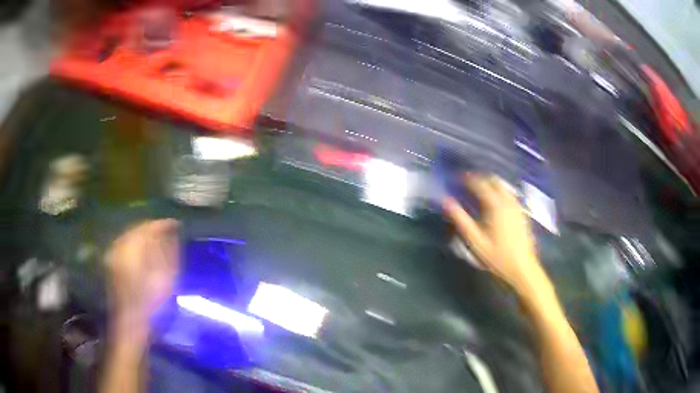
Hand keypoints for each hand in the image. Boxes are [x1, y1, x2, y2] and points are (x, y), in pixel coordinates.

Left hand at [105, 219, 179, 333]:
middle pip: (138, 228)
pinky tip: (144, 252)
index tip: (176, 224)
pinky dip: (136, 244)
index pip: (149, 227)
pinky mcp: (112, 262)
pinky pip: (125, 244)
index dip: (164, 224)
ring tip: (158, 241)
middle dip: (153, 229)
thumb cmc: (151, 302)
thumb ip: (169, 252)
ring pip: (131, 236)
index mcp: (134, 247)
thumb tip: (172, 234)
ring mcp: (114, 253)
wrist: (131, 322)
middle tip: (168, 232)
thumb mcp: (166, 278)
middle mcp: (121, 245)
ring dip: (144, 236)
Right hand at [443, 174, 547, 295]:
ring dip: (490, 184)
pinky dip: (499, 192)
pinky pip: (509, 194)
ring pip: (503, 187)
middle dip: (480, 179)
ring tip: (479, 192)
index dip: (467, 179)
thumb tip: (446, 201)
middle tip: (467, 184)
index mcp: (496, 206)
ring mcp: (517, 206)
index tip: (456, 178)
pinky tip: (494, 203)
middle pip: (494, 181)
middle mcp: (508, 201)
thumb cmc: (497, 256)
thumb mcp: (476, 241)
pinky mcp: (521, 213)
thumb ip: (461, 220)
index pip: (480, 184)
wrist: (522, 268)